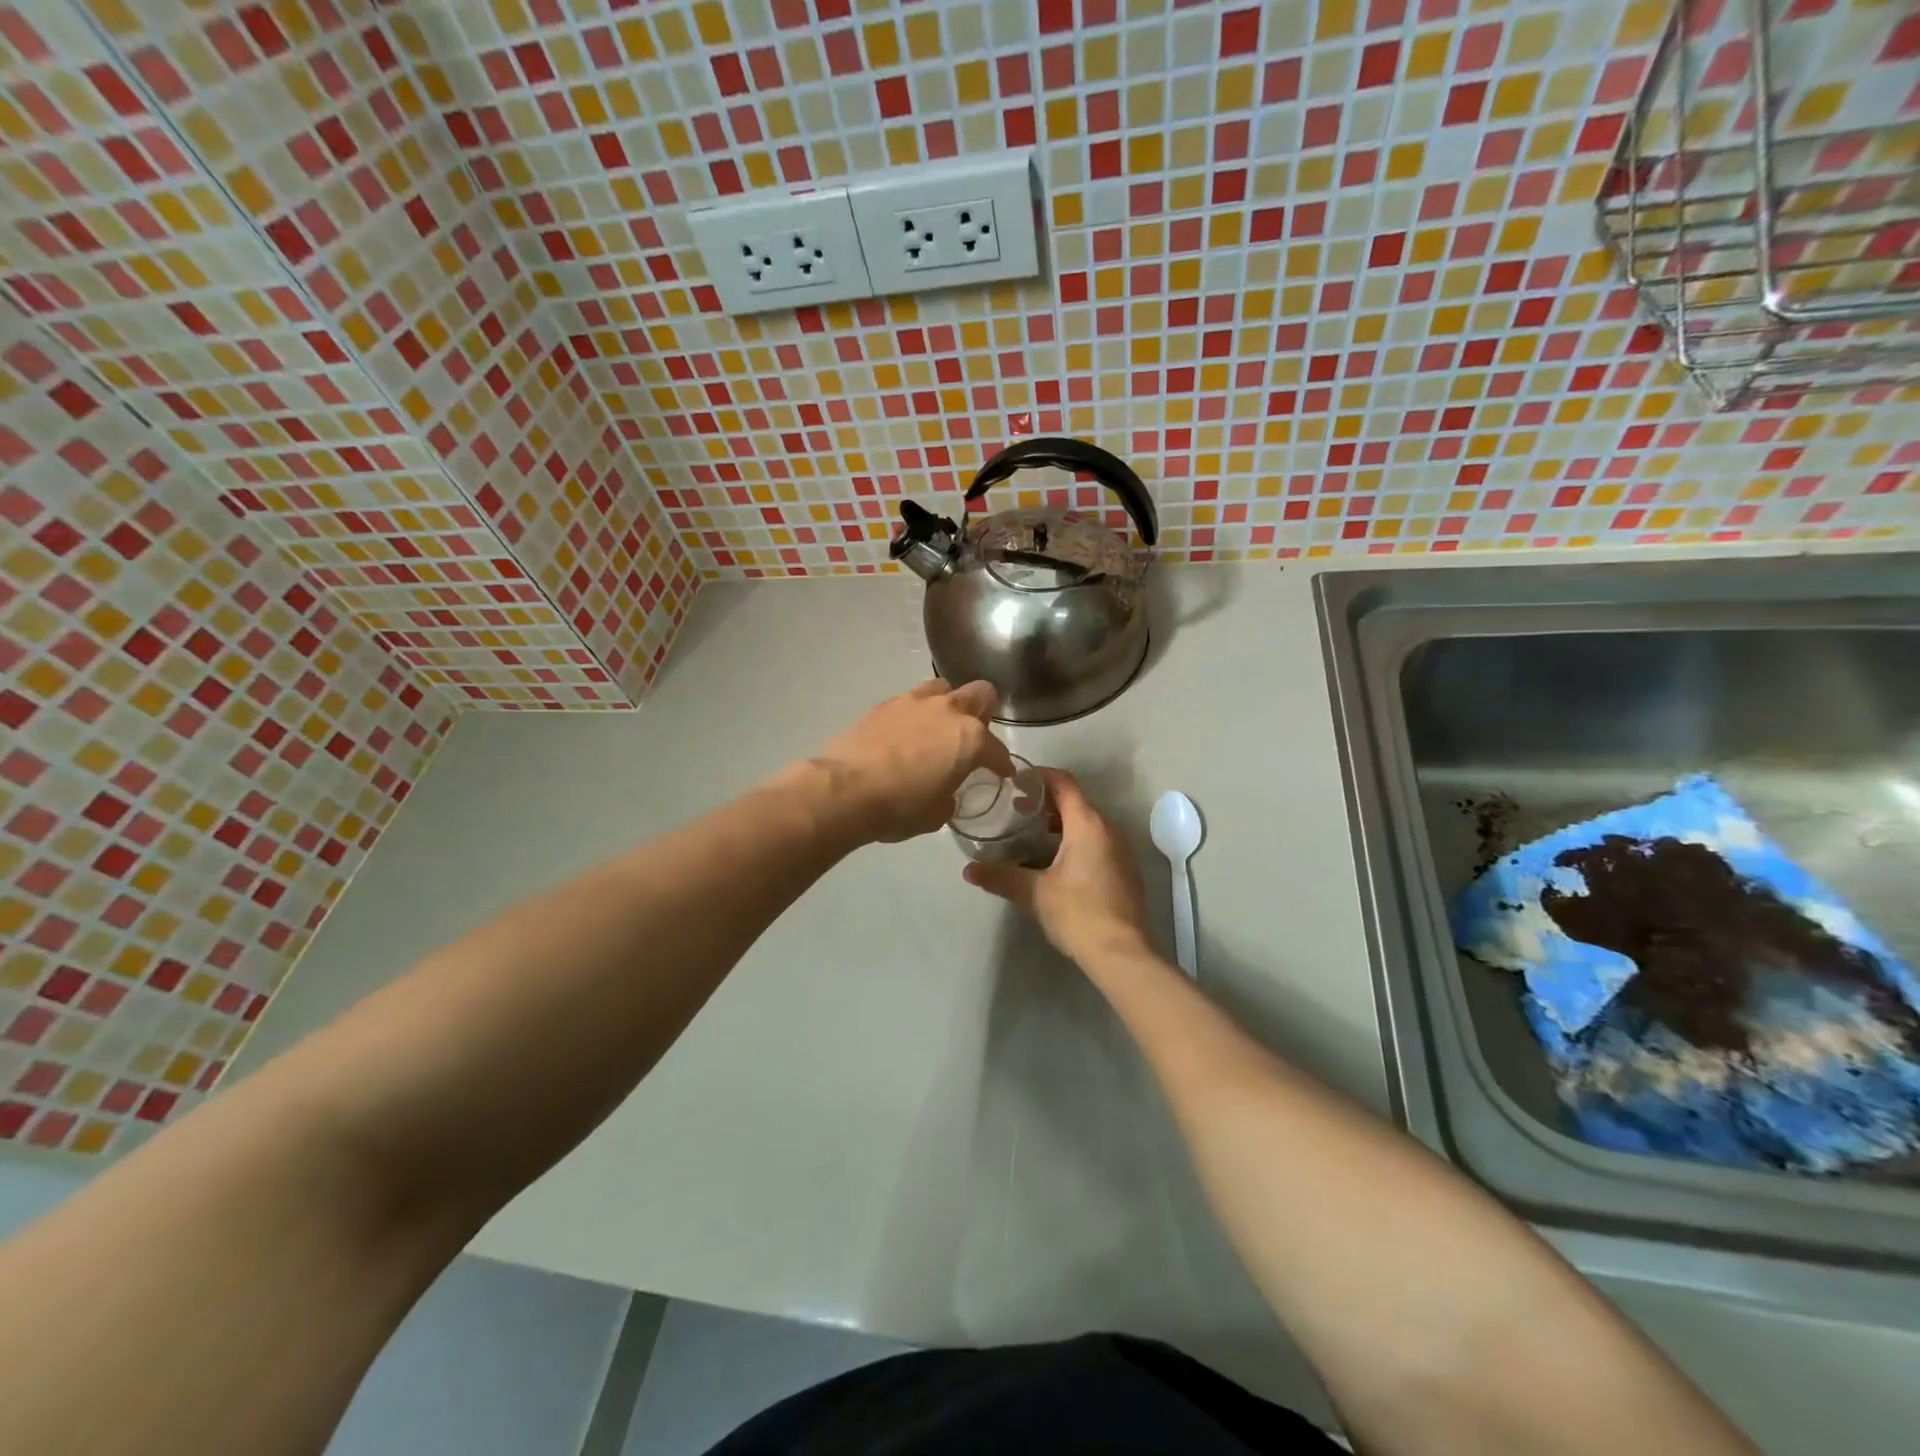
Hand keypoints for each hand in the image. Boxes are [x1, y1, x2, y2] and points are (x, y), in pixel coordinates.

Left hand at [803, 679, 1016, 843]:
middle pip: (980, 694)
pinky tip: (906, 735)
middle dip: (983, 713)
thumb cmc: (899, 808)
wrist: (845, 791)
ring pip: (943, 689)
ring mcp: (914, 702)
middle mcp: (948, 711)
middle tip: (973, 737)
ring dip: (948, 705)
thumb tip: (945, 789)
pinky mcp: (885, 704)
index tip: (1002, 773)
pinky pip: (911, 701)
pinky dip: (915, 715)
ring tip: (938, 728)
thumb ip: (950, 793)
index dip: (1002, 764)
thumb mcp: (937, 813)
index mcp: (970, 739)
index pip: (997, 750)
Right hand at [963, 769, 1151, 965]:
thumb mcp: (1033, 893)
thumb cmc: (1078, 913)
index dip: (1040, 776)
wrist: (1122, 954)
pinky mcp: (1125, 871)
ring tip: (1031, 838)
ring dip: (1061, 825)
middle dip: (1046, 803)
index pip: (1064, 783)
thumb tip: (969, 870)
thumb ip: (1001, 876)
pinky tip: (1056, 864)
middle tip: (1017, 813)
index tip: (1017, 782)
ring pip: (1088, 824)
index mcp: (1087, 824)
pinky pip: (1098, 843)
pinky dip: (1076, 842)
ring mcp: (1121, 850)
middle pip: (1076, 802)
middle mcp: (1109, 829)